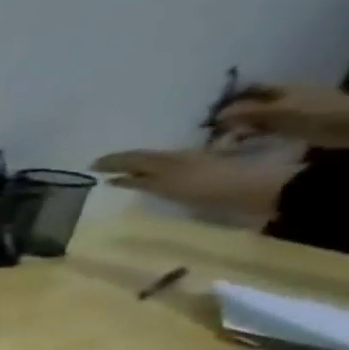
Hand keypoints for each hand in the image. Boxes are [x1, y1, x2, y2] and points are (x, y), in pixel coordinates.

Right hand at [92, 149, 293, 217]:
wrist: (258, 191)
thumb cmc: (210, 188)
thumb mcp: (171, 184)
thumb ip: (143, 181)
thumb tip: (115, 178)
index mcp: (166, 160)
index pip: (132, 158)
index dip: (111, 161)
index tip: (90, 166)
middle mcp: (175, 160)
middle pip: (143, 159)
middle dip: (121, 162)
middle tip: (100, 167)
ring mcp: (189, 167)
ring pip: (154, 164)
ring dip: (135, 168)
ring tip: (118, 174)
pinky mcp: (200, 176)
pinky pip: (165, 172)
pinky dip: (150, 175)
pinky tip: (147, 181)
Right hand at [216, 83, 348, 147]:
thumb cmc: (316, 113)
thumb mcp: (280, 111)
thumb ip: (249, 112)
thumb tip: (218, 114)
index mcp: (283, 89)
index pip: (251, 89)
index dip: (232, 96)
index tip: (210, 109)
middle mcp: (283, 99)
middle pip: (251, 104)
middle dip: (232, 114)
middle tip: (212, 127)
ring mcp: (286, 113)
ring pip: (256, 118)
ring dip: (240, 126)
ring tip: (222, 138)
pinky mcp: (290, 127)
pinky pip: (264, 129)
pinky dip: (251, 135)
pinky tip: (241, 142)